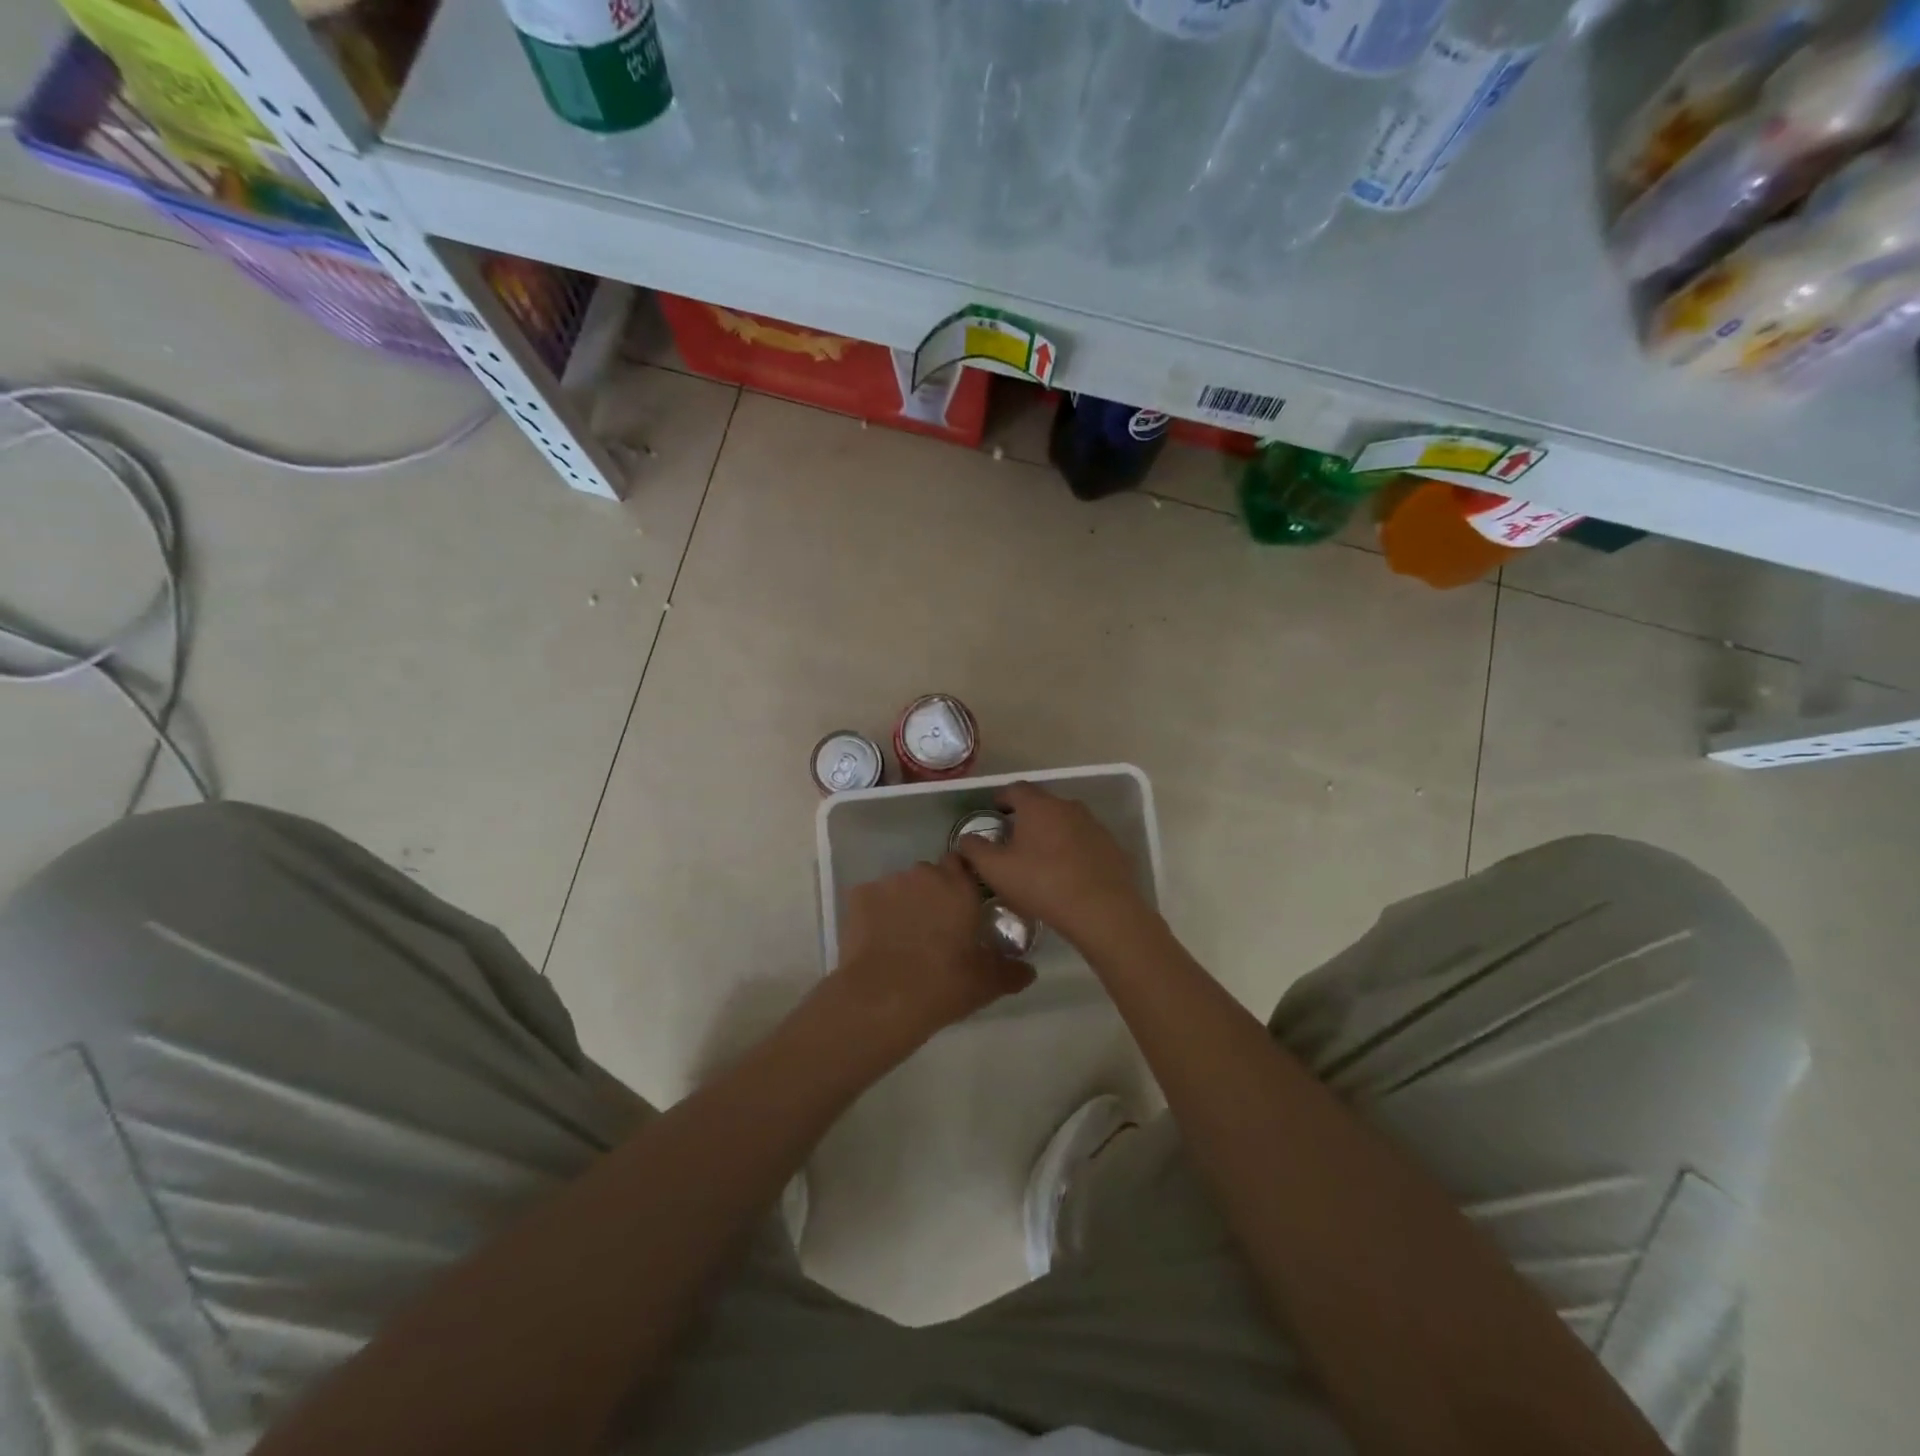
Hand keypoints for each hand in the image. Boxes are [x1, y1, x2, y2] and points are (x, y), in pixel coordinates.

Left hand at [828, 856, 1034, 1048]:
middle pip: (929, 875)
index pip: (961, 863)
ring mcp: (888, 882)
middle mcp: (924, 874)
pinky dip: (874, 914)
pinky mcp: (858, 896)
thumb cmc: (944, 984)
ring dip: (903, 903)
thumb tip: (1028, 971)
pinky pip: (870, 899)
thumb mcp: (987, 983)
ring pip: (899, 886)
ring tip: (901, 937)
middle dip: (931, 894)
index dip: (960, 882)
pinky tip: (876, 941)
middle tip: (933, 928)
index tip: (960, 905)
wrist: (883, 998)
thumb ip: (1011, 971)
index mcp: (959, 886)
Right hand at [954, 782, 1153, 950]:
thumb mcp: (996, 870)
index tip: (995, 812)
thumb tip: (967, 838)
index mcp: (1038, 806)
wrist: (1101, 909)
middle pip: (1042, 804)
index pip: (1015, 789)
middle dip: (1027, 817)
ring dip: (1051, 833)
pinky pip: (1084, 841)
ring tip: (1041, 858)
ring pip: (1065, 822)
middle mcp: (1068, 806)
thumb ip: (975, 850)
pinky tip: (1067, 873)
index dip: (1002, 798)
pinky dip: (1072, 850)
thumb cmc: (1042, 883)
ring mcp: (1093, 825)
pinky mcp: (1111, 846)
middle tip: (1014, 839)